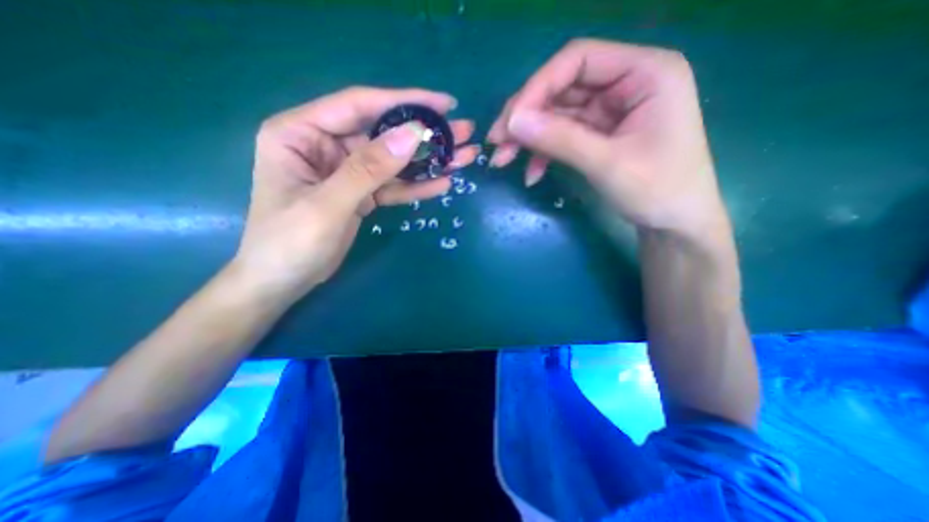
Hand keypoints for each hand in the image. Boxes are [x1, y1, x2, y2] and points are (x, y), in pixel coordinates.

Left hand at [235, 86, 479, 298]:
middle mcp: (326, 145)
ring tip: (464, 157)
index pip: (360, 106)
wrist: (283, 282)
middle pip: (383, 134)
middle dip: (425, 134)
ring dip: (428, 161)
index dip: (404, 102)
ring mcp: (346, 172)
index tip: (444, 103)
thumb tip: (413, 135)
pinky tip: (442, 183)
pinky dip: (416, 186)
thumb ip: (369, 169)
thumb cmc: (289, 243)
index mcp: (302, 133)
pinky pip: (392, 186)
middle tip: (463, 131)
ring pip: (393, 161)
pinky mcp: (361, 194)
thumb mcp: (328, 204)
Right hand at [487, 39, 732, 239]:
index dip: (537, 87)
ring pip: (557, 114)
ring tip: (503, 160)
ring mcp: (611, 110)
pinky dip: (544, 153)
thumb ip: (559, 139)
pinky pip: (564, 135)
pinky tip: (532, 174)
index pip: (578, 60)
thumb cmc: (657, 191)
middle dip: (527, 117)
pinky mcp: (600, 134)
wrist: (675, 224)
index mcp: (645, 72)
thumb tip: (512, 122)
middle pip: (562, 87)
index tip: (510, 121)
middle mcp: (627, 83)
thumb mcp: (606, 164)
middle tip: (497, 143)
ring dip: (529, 137)